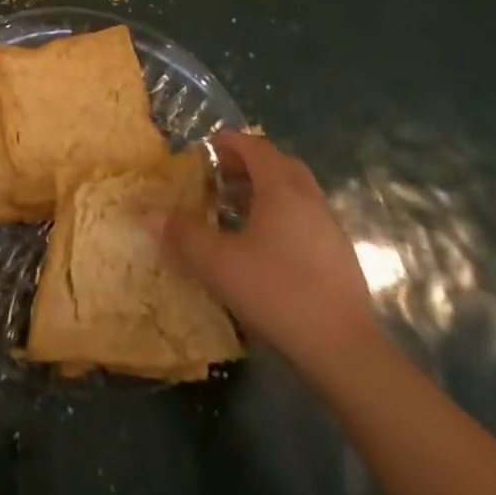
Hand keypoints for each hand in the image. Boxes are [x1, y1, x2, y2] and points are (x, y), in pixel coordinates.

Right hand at [159, 132, 381, 379]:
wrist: (344, 352)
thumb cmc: (276, 292)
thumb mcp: (217, 263)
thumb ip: (182, 234)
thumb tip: (150, 216)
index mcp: (282, 189)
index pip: (255, 147)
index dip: (228, 142)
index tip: (204, 149)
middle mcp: (309, 199)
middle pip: (279, 165)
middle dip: (247, 165)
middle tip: (218, 177)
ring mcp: (329, 229)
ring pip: (295, 193)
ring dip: (265, 192)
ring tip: (234, 211)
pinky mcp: (339, 258)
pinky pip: (305, 219)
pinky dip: (280, 217)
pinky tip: (261, 247)